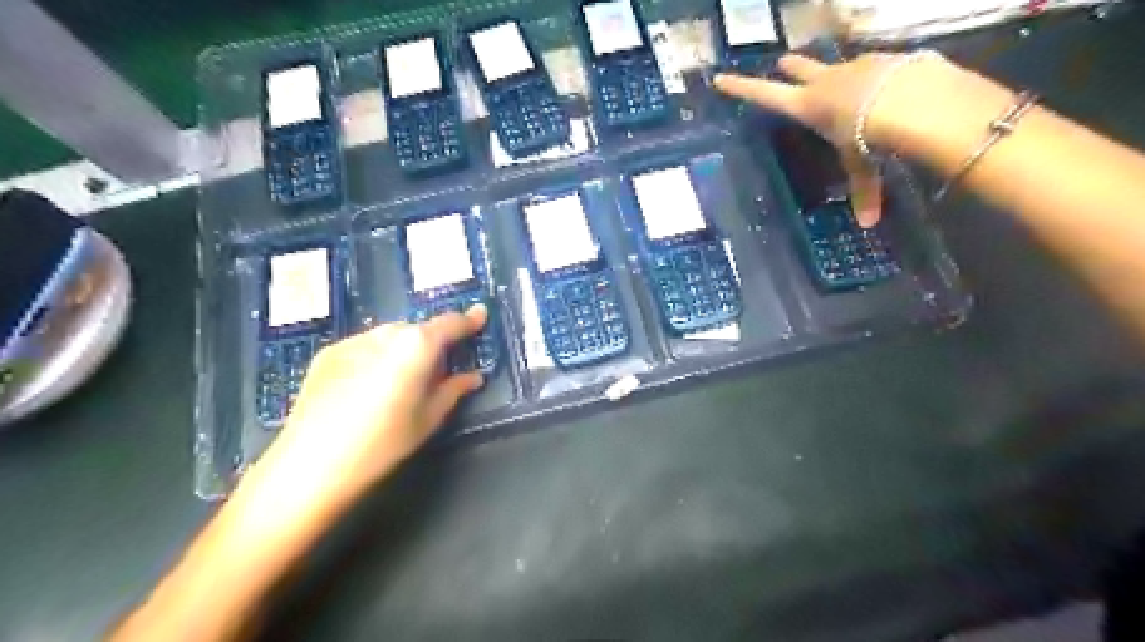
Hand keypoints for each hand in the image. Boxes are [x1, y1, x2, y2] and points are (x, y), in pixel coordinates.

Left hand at [240, 304, 488, 520]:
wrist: (312, 463)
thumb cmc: (383, 443)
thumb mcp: (428, 419)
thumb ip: (453, 390)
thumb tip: (472, 377)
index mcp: (417, 346)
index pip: (450, 324)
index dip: (468, 320)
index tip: (480, 315)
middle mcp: (386, 333)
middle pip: (418, 330)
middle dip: (431, 344)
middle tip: (436, 373)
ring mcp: (353, 340)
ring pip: (390, 337)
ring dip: (402, 350)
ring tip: (399, 382)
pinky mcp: (328, 353)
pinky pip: (364, 347)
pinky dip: (375, 357)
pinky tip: (367, 387)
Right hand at [713, 54, 939, 227]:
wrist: (915, 98)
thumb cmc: (869, 135)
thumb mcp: (862, 166)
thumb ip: (864, 190)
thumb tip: (868, 224)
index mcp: (806, 106)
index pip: (763, 95)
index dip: (739, 88)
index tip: (719, 78)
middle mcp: (824, 82)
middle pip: (798, 68)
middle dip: (789, 68)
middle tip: (783, 64)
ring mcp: (854, 66)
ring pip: (835, 65)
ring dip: (834, 73)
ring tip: (840, 82)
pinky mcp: (884, 58)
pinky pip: (872, 66)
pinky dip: (874, 76)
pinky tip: (885, 87)